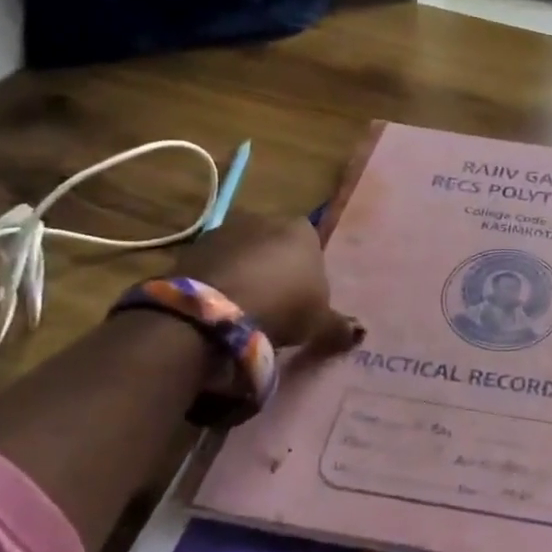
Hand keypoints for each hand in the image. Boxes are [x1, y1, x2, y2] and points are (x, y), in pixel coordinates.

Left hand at [169, 213, 361, 353]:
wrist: (213, 311)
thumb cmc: (282, 307)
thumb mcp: (320, 323)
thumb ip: (340, 325)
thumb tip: (360, 332)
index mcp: (302, 229)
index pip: (313, 245)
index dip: (310, 273)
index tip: (305, 300)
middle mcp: (265, 219)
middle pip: (276, 246)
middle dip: (277, 270)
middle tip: (278, 306)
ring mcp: (225, 230)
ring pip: (244, 254)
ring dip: (246, 275)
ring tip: (247, 311)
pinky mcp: (192, 248)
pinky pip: (216, 267)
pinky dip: (220, 283)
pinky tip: (222, 310)